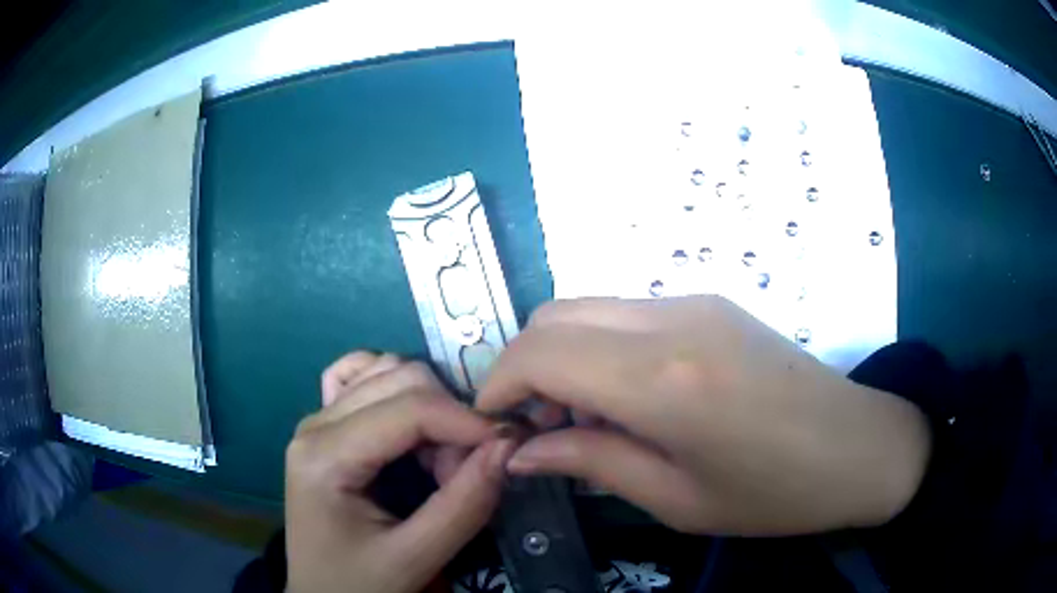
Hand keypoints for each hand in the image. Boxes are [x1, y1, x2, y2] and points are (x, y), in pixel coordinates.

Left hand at [287, 354, 515, 592]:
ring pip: (387, 373)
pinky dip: (396, 390)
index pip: (409, 408)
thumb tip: (508, 447)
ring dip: (429, 407)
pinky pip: (362, 379)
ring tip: (437, 462)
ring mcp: (318, 419)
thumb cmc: (359, 584)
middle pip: (400, 379)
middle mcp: (316, 423)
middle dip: (448, 418)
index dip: (467, 420)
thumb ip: (463, 505)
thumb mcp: (414, 558)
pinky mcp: (326, 427)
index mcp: (325, 454)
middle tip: (464, 473)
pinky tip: (408, 426)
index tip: (510, 446)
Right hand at [477, 296, 931, 535]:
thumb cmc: (773, 494)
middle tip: (543, 427)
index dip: (498, 385)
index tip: (495, 426)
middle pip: (554, 315)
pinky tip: (630, 397)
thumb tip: (521, 452)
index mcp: (664, 379)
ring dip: (563, 356)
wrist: (859, 448)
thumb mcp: (675, 500)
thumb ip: (590, 463)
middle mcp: (672, 319)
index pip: (539, 351)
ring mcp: (695, 301)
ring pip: (587, 307)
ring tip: (588, 419)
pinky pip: (626, 312)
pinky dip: (601, 347)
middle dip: (525, 367)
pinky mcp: (711, 302)